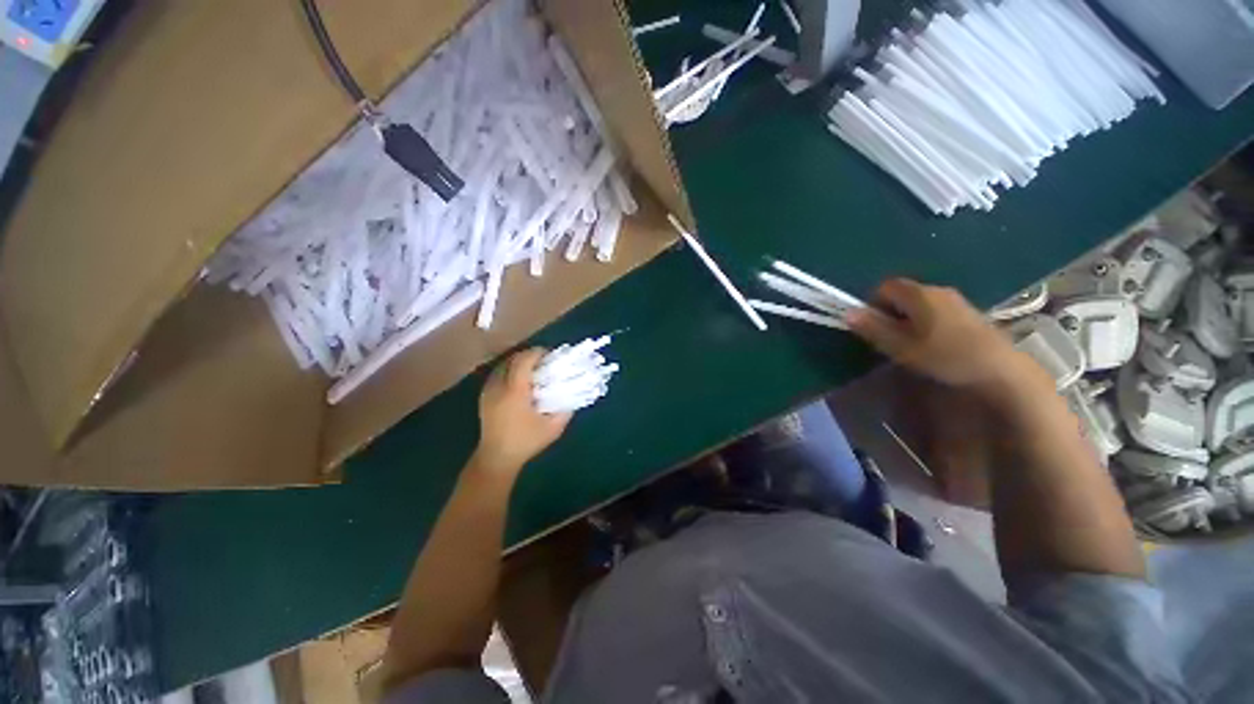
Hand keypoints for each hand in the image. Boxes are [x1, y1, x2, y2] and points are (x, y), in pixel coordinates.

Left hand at [473, 348, 571, 477]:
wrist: (497, 458)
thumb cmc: (526, 442)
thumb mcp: (553, 428)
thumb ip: (566, 410)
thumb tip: (573, 393)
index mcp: (514, 392)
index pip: (523, 362)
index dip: (536, 353)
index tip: (549, 354)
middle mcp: (498, 387)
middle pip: (511, 359)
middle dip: (528, 355)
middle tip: (544, 359)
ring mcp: (488, 391)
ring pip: (502, 365)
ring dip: (518, 362)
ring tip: (533, 368)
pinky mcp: (484, 397)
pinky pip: (497, 374)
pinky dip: (509, 370)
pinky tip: (519, 380)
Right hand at [846, 278, 1034, 391]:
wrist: (1001, 369)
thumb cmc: (945, 356)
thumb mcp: (901, 347)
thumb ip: (874, 328)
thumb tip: (847, 313)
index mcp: (919, 294)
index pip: (885, 286)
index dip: (873, 303)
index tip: (874, 327)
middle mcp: (937, 290)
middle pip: (902, 293)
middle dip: (890, 312)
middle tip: (891, 338)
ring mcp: (956, 300)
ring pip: (919, 303)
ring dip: (908, 319)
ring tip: (911, 344)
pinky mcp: (968, 312)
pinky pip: (936, 310)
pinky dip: (926, 322)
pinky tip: (934, 344)